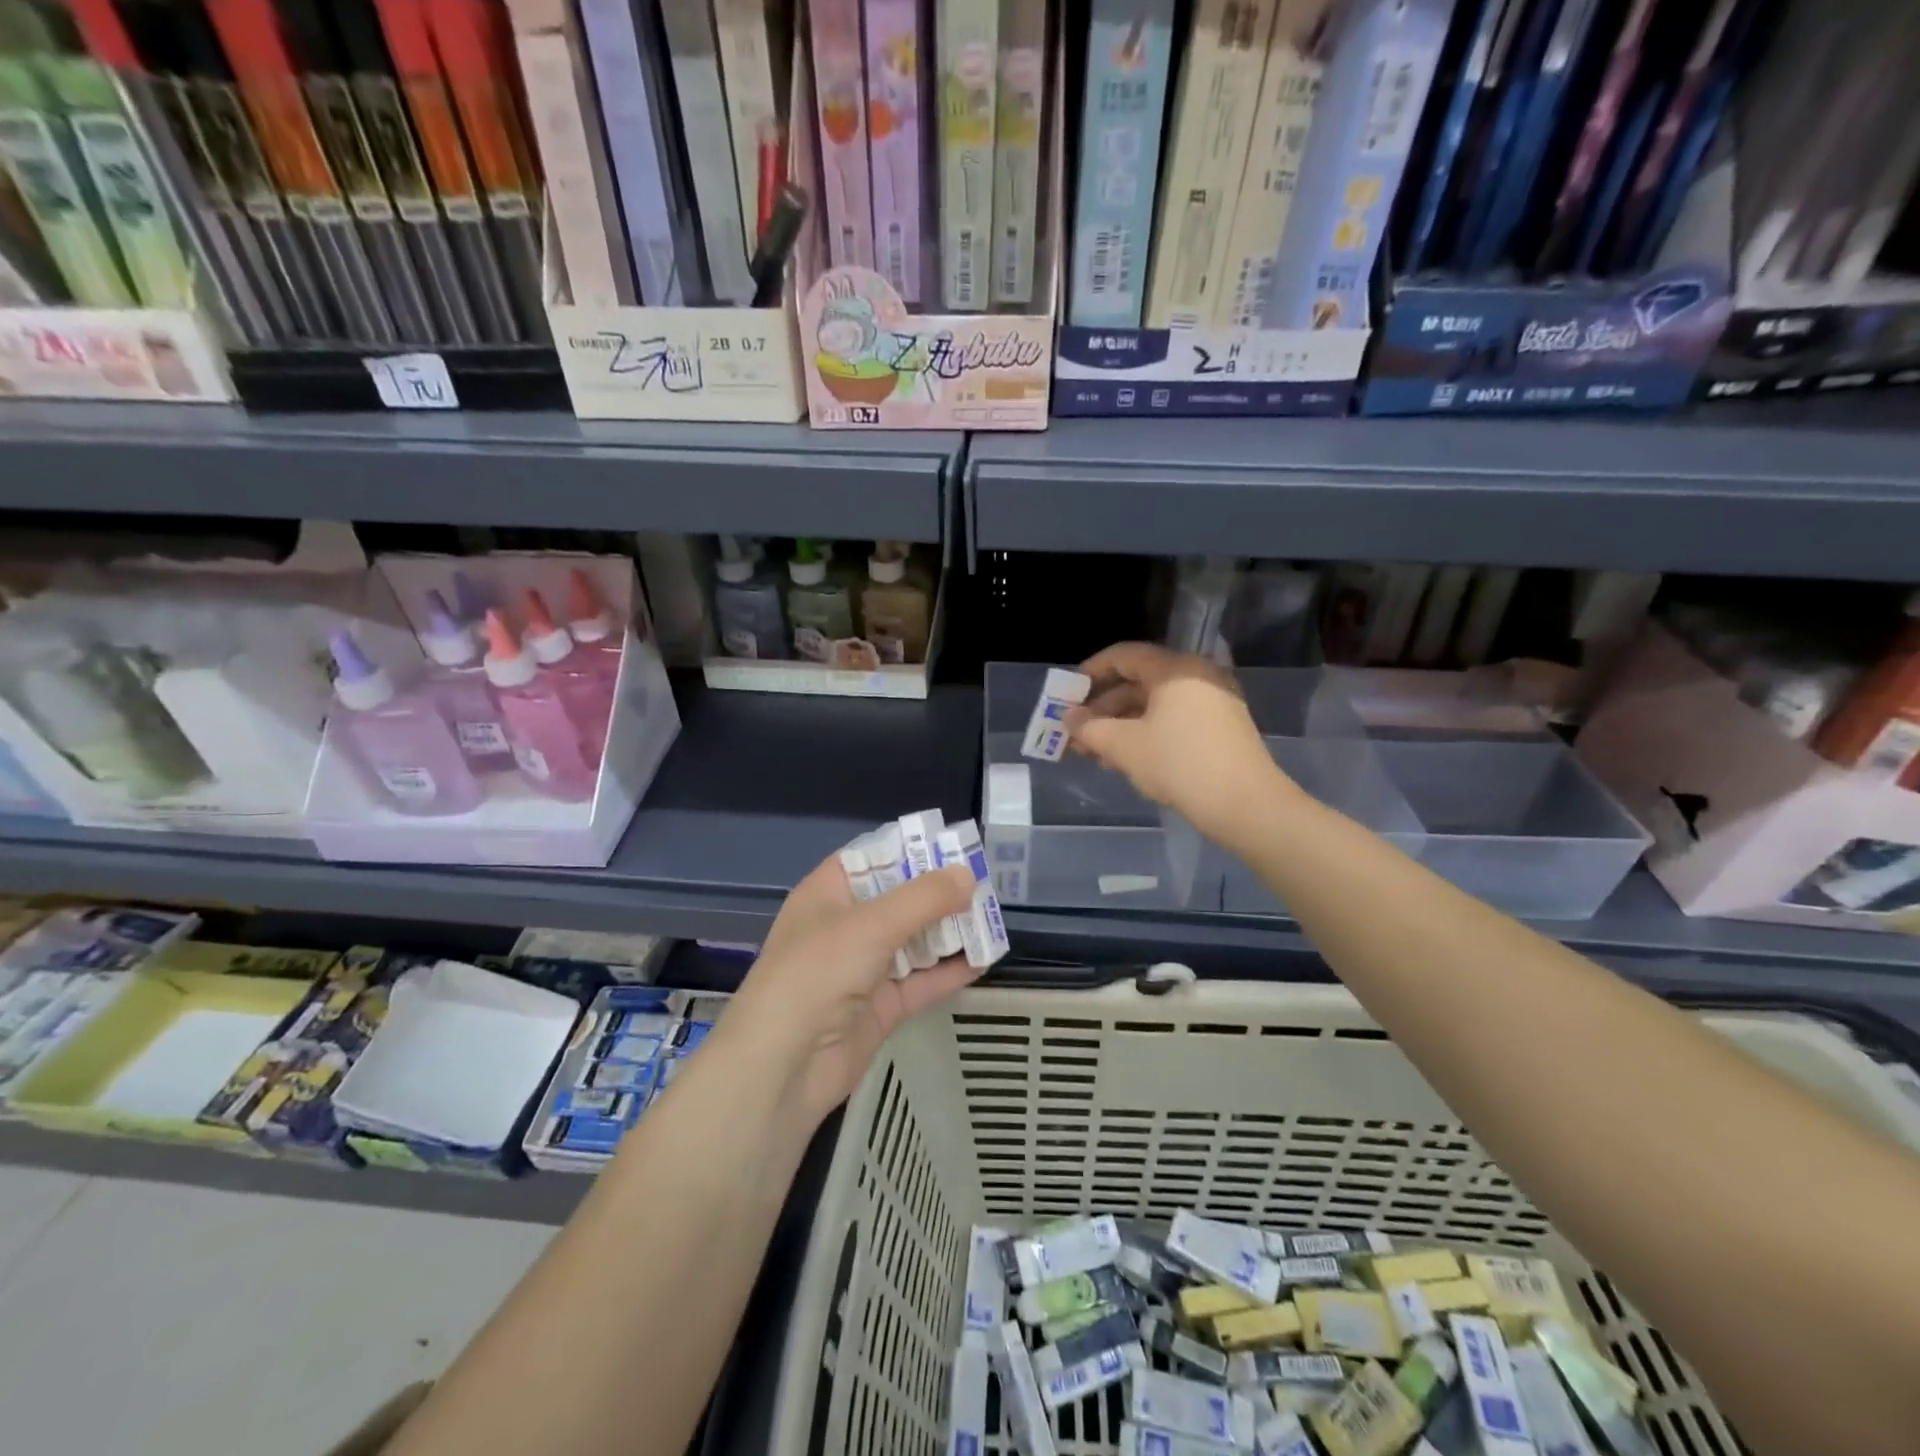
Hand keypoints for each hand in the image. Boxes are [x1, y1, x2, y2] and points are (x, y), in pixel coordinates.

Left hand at [718, 853, 980, 1125]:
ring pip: (914, 941)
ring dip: (949, 931)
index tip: (954, 847)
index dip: (910, 850)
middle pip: (899, 899)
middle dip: (939, 892)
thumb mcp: (871, 925)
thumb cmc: (818, 973)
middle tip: (986, 883)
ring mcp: (863, 968)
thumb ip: (924, 898)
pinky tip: (984, 960)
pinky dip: (950, 971)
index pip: (872, 858)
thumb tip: (968, 874)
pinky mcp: (881, 1007)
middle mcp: (846, 927)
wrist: (784, 1067)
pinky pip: (922, 981)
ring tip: (993, 918)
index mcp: (829, 894)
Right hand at [1066, 642, 1291, 838]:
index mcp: (1175, 669)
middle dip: (1103, 707)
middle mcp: (1197, 676)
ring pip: (1156, 704)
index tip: (1068, 693)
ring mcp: (1214, 701)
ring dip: (1122, 724)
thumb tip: (1069, 718)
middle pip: (1139, 681)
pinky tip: (1127, 758)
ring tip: (1095, 752)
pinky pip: (1174, 719)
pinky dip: (1147, 732)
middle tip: (1077, 731)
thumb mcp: (1124, 746)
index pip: (1124, 656)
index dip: (1091, 671)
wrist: (1245, 804)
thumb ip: (1090, 728)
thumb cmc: (1179, 764)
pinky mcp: (1222, 727)